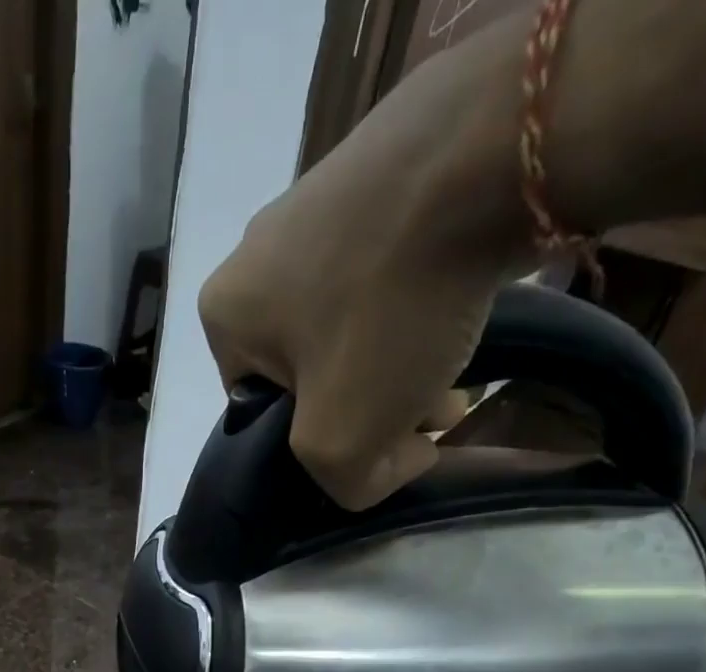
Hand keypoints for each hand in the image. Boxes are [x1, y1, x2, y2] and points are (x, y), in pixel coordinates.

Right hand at [197, 37, 532, 509]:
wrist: (482, 153)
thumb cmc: (385, 311)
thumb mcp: (341, 441)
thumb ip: (341, 483)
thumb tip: (383, 460)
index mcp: (223, 313)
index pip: (265, 413)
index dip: (321, 441)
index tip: (379, 439)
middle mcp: (254, 254)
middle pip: (313, 370)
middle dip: (369, 404)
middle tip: (429, 412)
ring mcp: (313, 205)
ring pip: (353, 325)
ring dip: (400, 364)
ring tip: (456, 373)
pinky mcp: (373, 175)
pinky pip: (384, 271)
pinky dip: (418, 306)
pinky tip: (459, 312)